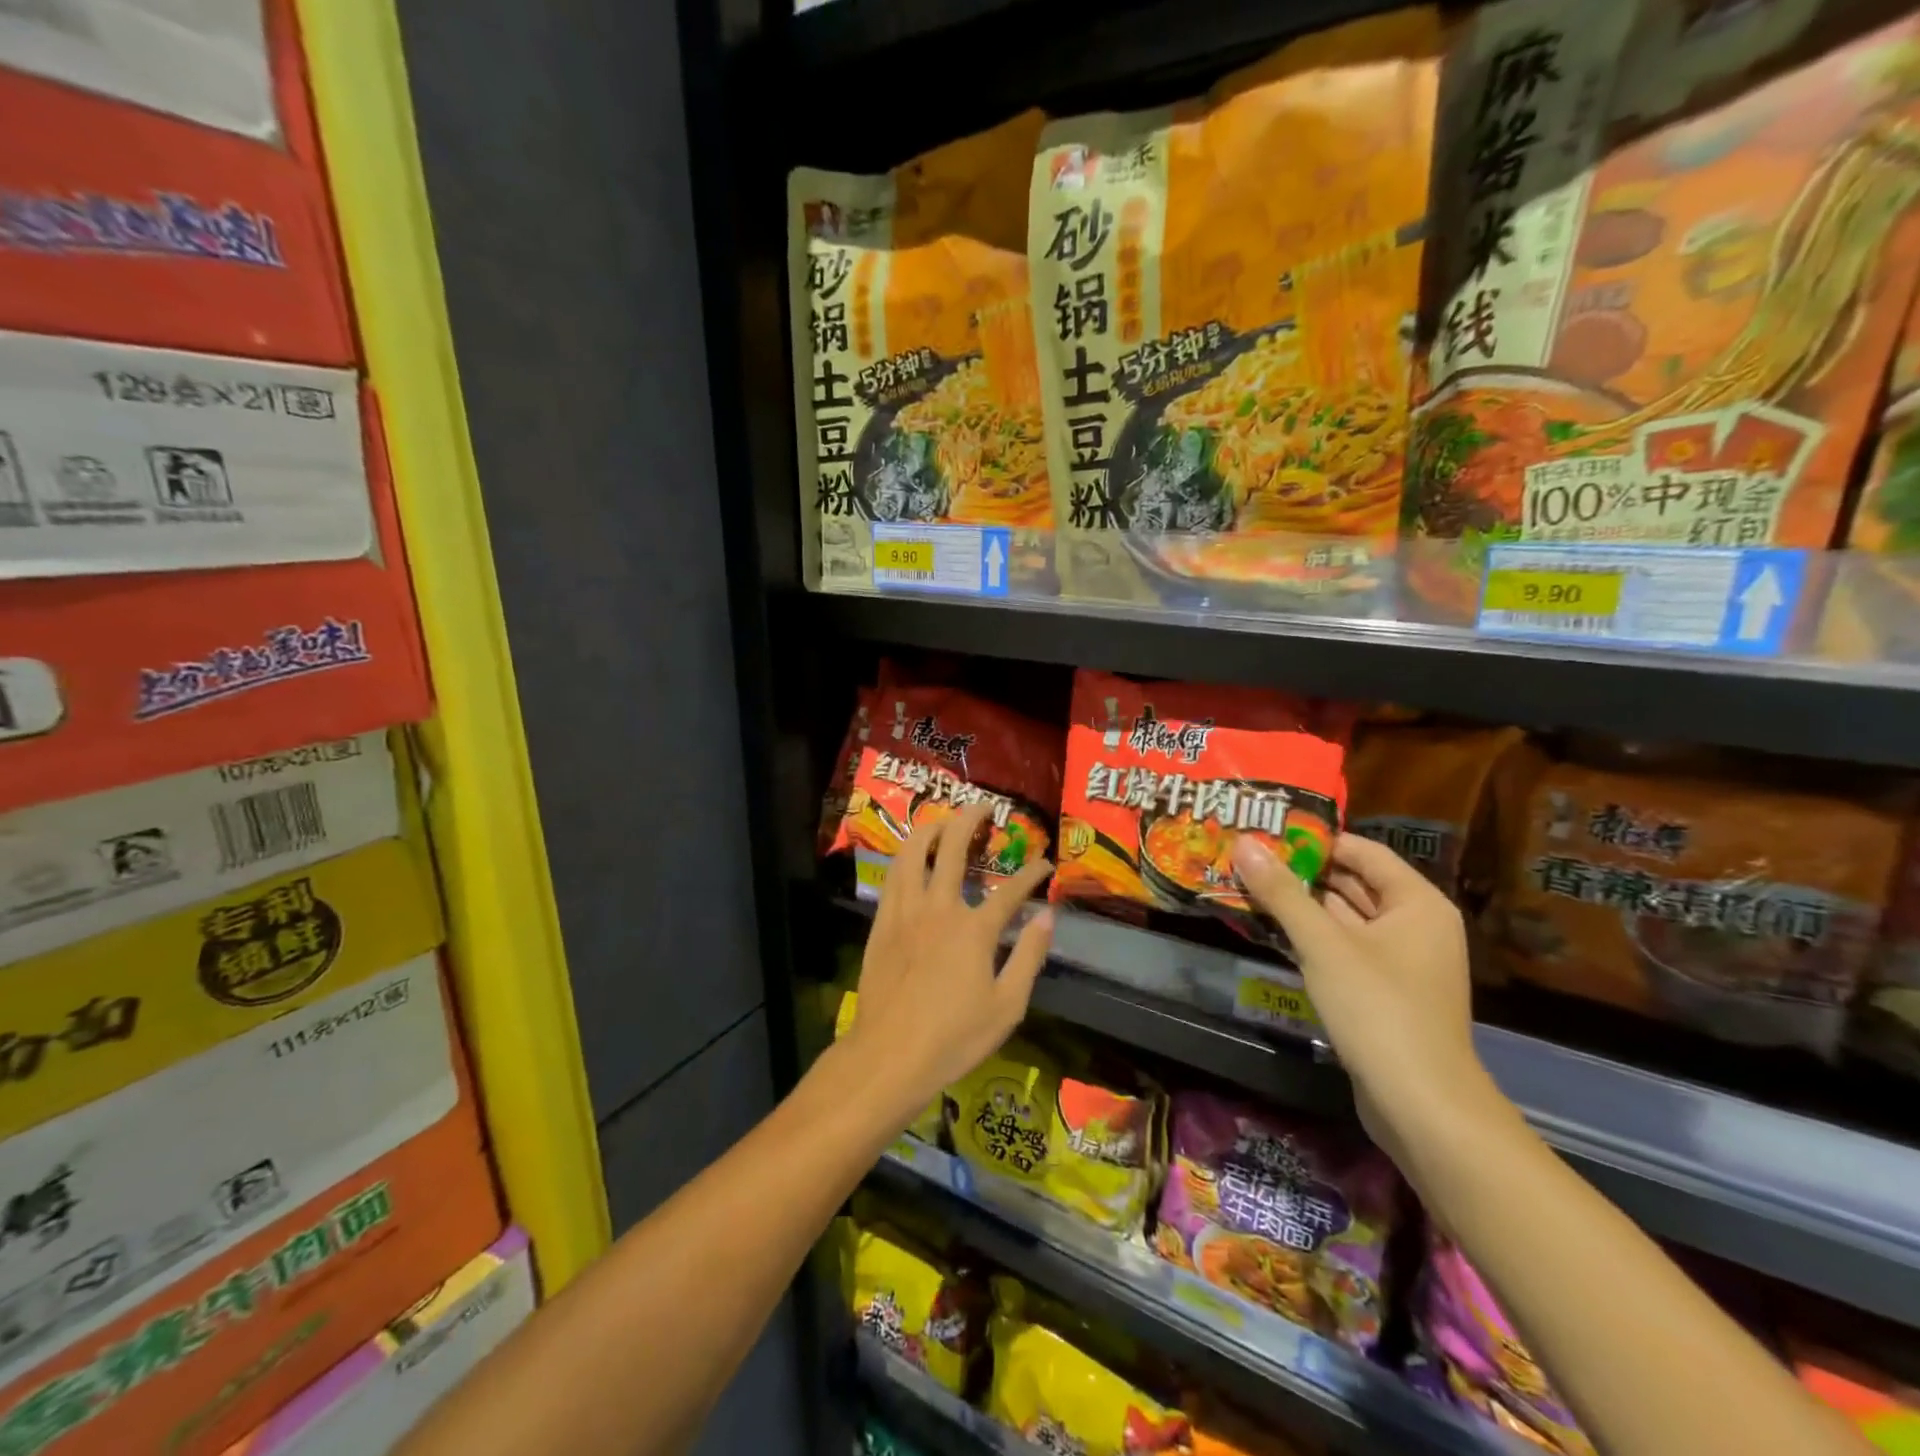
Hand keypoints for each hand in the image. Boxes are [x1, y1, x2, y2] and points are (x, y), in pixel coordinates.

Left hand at [845, 801, 1054, 1126]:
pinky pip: (892, 877)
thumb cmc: (954, 1037)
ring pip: (913, 853)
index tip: (1045, 863)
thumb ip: (1029, 956)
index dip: (1031, 874)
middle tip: (983, 806)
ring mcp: (905, 913)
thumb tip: (1048, 917)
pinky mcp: (882, 924)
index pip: (1011, 891)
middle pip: (953, 849)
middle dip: (970, 820)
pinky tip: (911, 857)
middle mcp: (939, 908)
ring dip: (930, 829)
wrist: (889, 1055)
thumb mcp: (1007, 1005)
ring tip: (943, 820)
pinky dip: (905, 858)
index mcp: (974, 929)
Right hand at [1231, 832, 1492, 1154]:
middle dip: (1301, 872)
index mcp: (1417, 903)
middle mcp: (1415, 925)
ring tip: (1248, 885)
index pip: (1363, 851)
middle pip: (1353, 883)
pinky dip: (1312, 937)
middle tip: (1248, 856)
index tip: (1266, 832)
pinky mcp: (1384, 992)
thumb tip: (1245, 843)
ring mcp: (1401, 962)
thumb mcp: (1323, 944)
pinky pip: (1344, 949)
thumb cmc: (1379, 1009)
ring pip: (1345, 918)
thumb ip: (1282, 893)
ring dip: (1301, 905)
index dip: (1315, 839)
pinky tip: (1271, 929)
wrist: (1421, 1106)